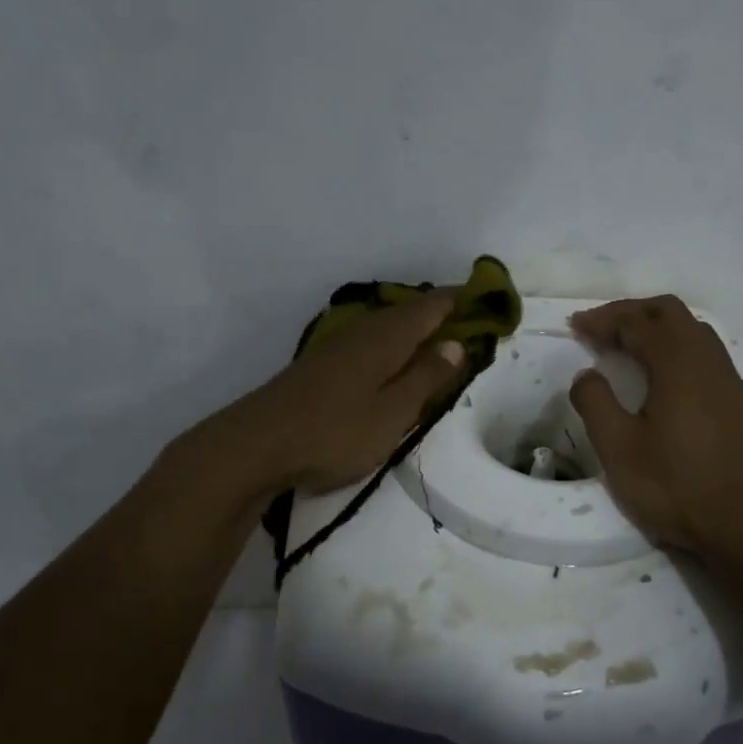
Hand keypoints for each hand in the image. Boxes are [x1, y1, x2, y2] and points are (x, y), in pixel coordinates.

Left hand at [197, 290, 467, 499]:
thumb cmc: (334, 431)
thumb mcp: (393, 413)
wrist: (255, 445)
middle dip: (438, 312)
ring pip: (385, 326)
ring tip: (436, 339)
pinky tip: (389, 361)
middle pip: (407, 312)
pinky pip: (368, 341)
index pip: (431, 306)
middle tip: (467, 320)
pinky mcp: (320, 365)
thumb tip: (456, 342)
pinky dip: (390, 344)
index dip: (460, 299)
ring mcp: (337, 346)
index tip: (486, 298)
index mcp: (386, 338)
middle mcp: (362, 332)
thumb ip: (426, 377)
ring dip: (413, 327)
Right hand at [569, 296, 742, 553]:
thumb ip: (595, 403)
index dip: (603, 319)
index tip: (576, 325)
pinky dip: (677, 348)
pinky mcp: (740, 402)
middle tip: (600, 329)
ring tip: (628, 348)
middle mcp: (708, 360)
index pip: (636, 323)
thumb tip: (587, 375)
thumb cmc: (677, 486)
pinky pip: (706, 354)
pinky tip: (664, 379)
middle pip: (669, 312)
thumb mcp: (619, 449)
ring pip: (693, 330)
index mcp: (678, 364)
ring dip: (657, 328)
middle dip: (631, 312)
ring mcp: (730, 380)